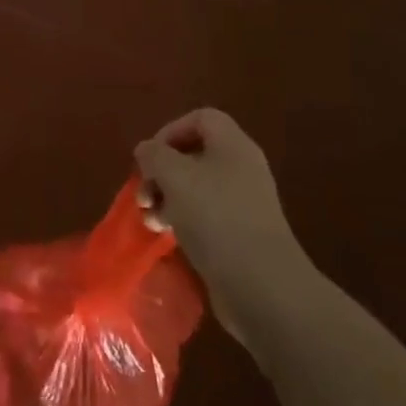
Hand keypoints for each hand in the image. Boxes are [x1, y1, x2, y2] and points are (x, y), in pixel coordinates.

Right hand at [135, 110, 312, 340]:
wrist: (262, 286)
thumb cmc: (216, 217)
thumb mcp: (174, 176)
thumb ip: (154, 155)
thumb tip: (146, 151)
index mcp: (232, 145)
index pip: (200, 118)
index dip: (170, 131)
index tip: (150, 158)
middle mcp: (241, 168)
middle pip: (194, 155)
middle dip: (162, 172)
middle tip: (143, 194)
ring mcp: (243, 204)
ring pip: (196, 188)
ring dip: (167, 199)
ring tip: (151, 221)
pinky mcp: (240, 235)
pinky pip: (205, 216)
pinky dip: (183, 221)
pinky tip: (168, 237)